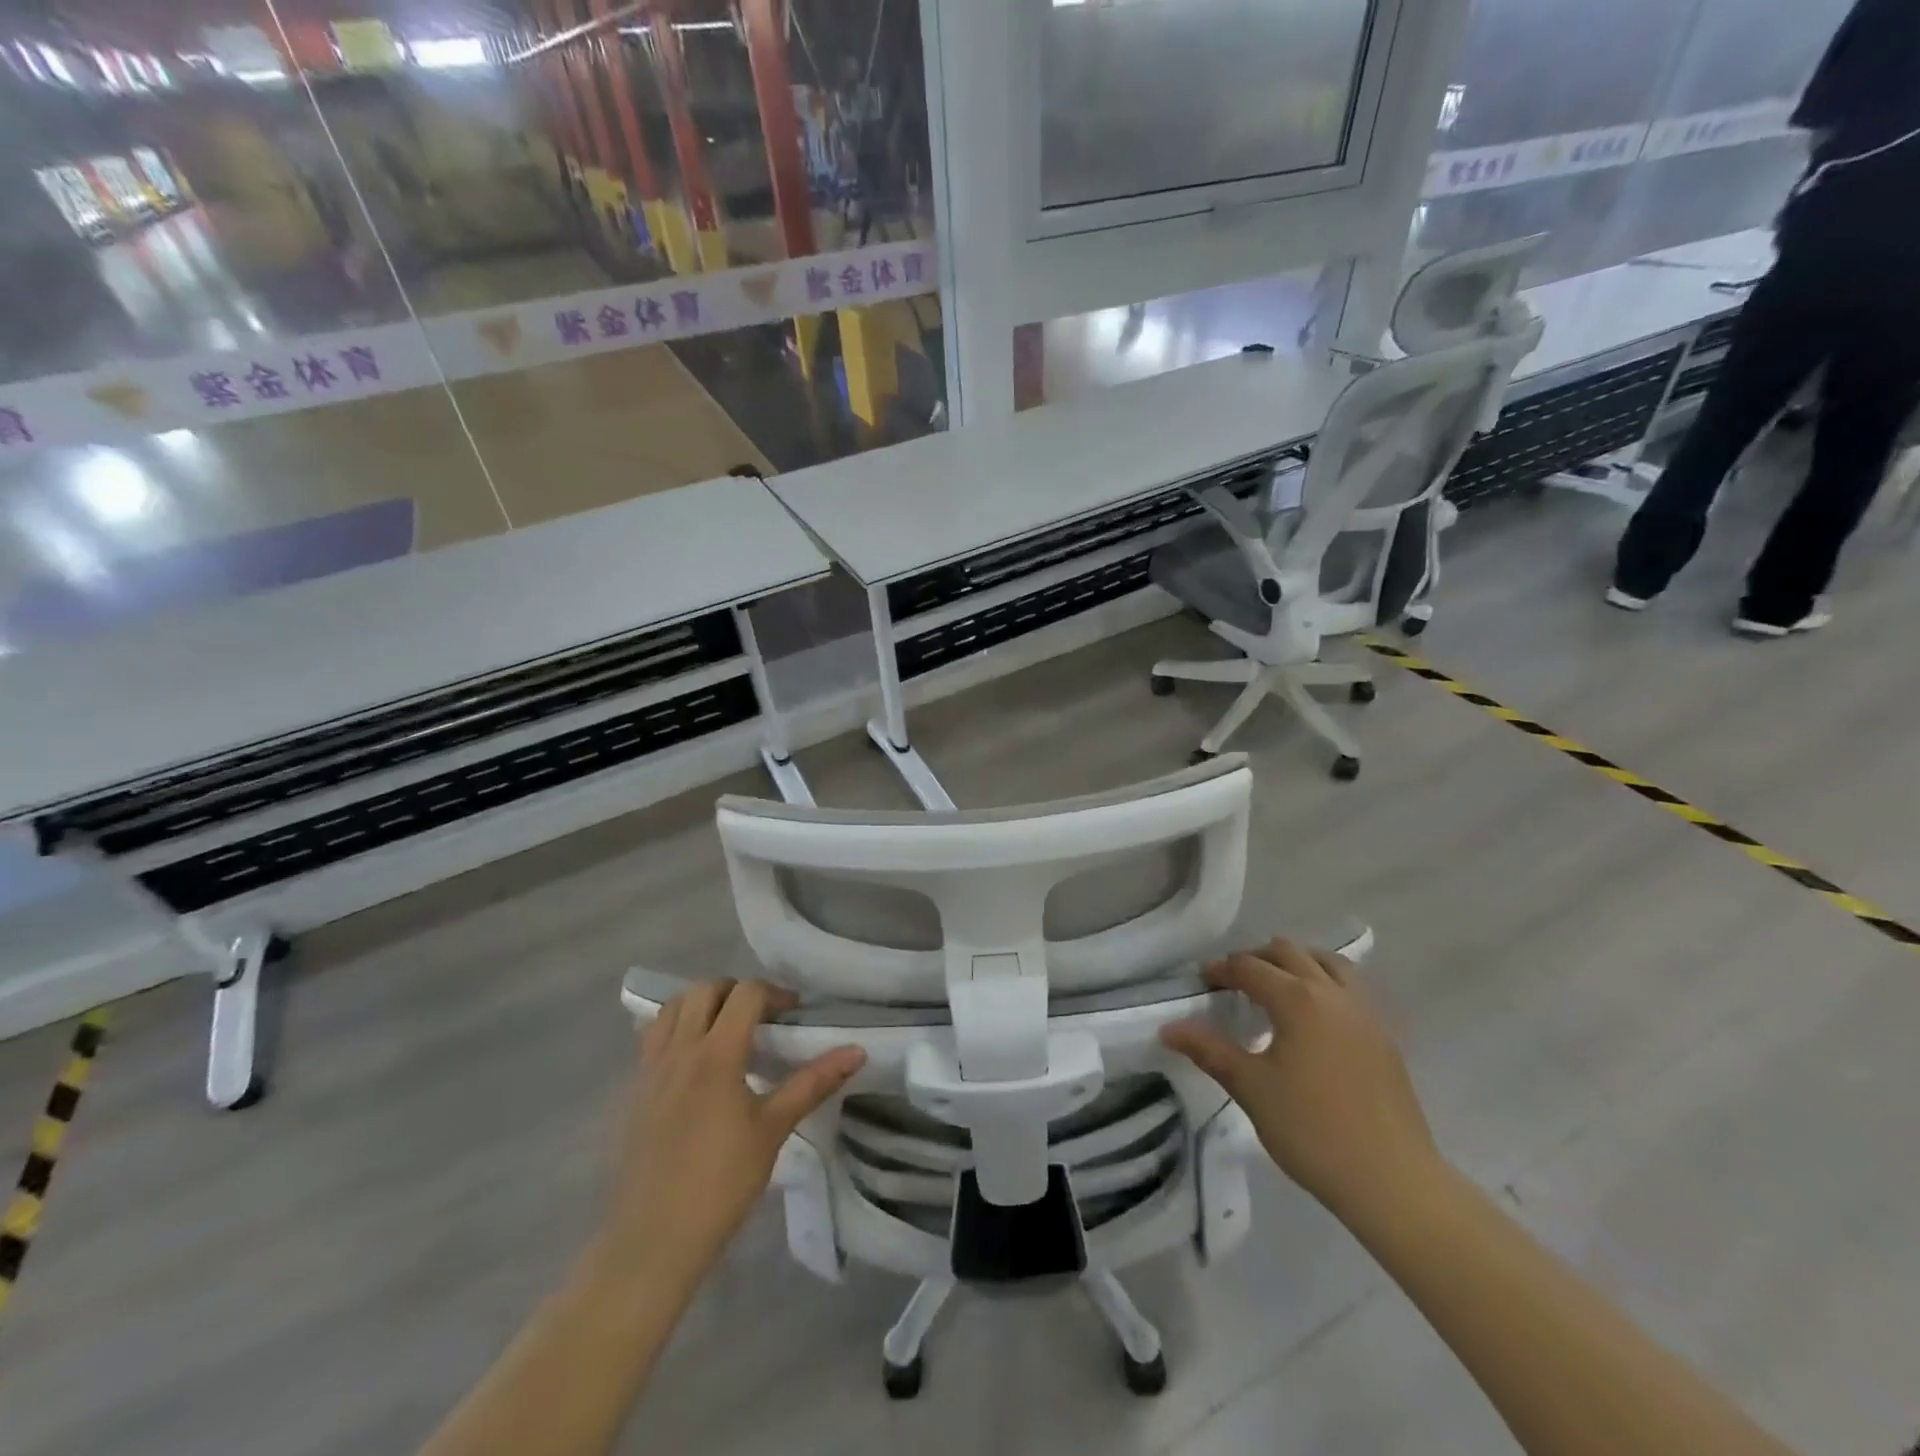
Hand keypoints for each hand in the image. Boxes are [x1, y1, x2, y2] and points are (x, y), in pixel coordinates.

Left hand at [601, 980, 864, 1280]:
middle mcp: (679, 1050)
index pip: (745, 994)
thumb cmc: (721, 1183)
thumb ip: (813, 1083)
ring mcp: (649, 1070)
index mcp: (716, 1055)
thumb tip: (857, 1051)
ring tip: (725, 1029)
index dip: (774, 994)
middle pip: (704, 990)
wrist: (653, 1240)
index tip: (794, 1014)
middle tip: (760, 1016)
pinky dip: (675, 1029)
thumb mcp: (774, 1129)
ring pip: (671, 1009)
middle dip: (736, 991)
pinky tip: (694, 1062)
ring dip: (701, 1004)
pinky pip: (652, 1038)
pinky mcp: (632, 1092)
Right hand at [1161, 940, 1438, 1216]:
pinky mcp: (1386, 1037)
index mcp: (1298, 1000)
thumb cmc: (1312, 1130)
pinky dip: (1327, 983)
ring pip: (1329, 963)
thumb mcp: (1251, 1088)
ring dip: (1298, 963)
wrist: (1393, 1181)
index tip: (1202, 982)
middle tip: (1235, 982)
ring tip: (1277, 987)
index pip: (1250, 967)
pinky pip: (1352, 988)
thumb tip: (1169, 1028)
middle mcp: (1333, 994)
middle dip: (1257, 959)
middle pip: (1290, 953)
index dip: (1221, 970)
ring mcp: (1366, 1013)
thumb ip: (1209, 1050)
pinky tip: (1316, 1016)